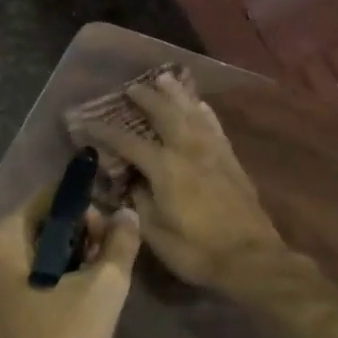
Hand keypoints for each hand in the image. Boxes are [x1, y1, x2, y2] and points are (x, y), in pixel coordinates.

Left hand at [0, 192, 140, 337]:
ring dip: (67, 264)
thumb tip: (126, 213)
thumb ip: (120, 243)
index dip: (88, 210)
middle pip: (41, 226)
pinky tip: (72, 311)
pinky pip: (20, 282)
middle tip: (107, 267)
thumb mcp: (103, 291)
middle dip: (79, 239)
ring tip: (96, 291)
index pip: (51, 199)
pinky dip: (48, 285)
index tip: (113, 236)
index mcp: (0, 239)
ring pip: (32, 256)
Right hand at [75, 72, 289, 293]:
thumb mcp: (155, 233)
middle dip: (146, 98)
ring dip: (177, 95)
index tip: (86, 122)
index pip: (128, 143)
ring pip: (192, 113)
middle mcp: (189, 151)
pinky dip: (204, 112)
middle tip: (131, 87)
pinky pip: (214, 127)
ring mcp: (214, 153)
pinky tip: (200, 105)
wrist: (250, 259)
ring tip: (165, 78)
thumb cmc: (196, 251)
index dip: (105, 132)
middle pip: (165, 115)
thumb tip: (131, 183)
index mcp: (165, 168)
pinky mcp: (231, 161)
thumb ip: (139, 202)